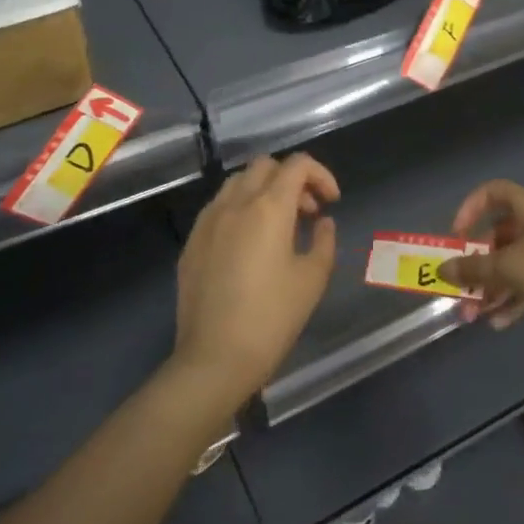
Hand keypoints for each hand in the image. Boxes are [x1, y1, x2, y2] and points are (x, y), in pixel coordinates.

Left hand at [171, 153, 339, 406]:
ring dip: (263, 190)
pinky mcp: (192, 242)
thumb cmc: (272, 318)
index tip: (331, 202)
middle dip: (291, 179)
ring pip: (238, 182)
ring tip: (279, 225)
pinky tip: (249, 245)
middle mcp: (235, 203)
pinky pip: (219, 208)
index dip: (321, 175)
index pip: (297, 164)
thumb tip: (323, 223)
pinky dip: (240, 209)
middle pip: (265, 166)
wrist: (214, 359)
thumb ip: (324, 241)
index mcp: (268, 207)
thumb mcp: (313, 279)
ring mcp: (208, 221)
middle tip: (307, 212)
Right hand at [439, 180, 523, 328]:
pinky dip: (513, 298)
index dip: (470, 208)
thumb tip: (442, 270)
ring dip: (492, 287)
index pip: (493, 192)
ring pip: (513, 263)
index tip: (457, 235)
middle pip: (499, 236)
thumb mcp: (506, 268)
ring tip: (475, 315)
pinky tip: (498, 323)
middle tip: (461, 287)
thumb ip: (472, 269)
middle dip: (477, 264)